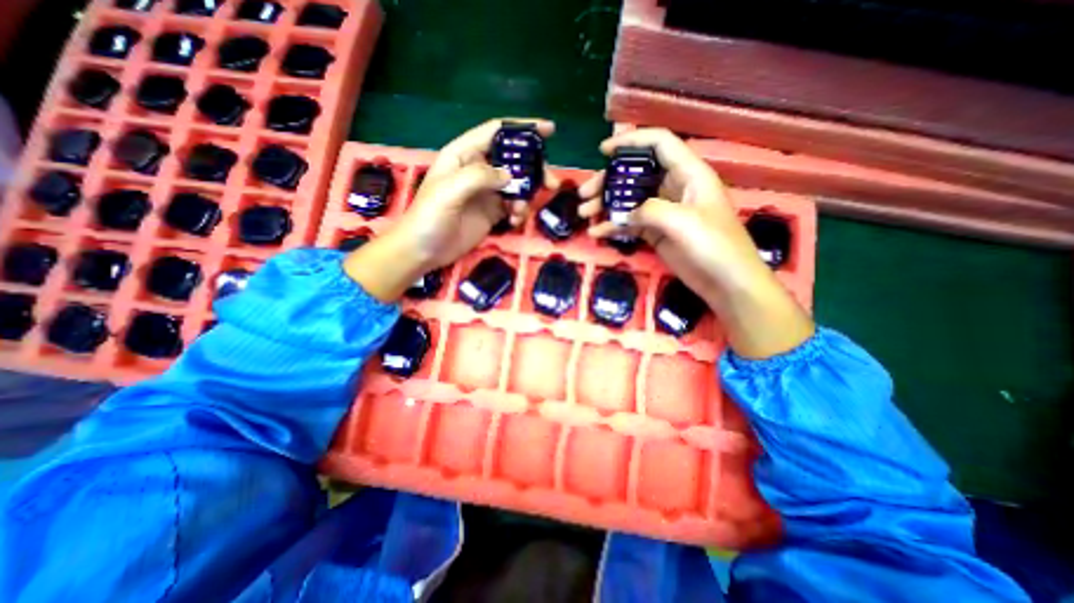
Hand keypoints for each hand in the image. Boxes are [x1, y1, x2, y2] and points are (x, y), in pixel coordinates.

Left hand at [346, 119, 562, 300]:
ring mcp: (486, 192)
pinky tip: (514, 222)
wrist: (424, 251)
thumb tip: (510, 175)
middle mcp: (478, 170)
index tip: (549, 130)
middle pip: (513, 160)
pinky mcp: (492, 212)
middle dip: (533, 169)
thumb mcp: (449, 191)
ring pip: (517, 185)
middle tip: (550, 183)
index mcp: (464, 154)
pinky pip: (513, 206)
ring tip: (522, 211)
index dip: (522, 129)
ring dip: (527, 196)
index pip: (496, 133)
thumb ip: (479, 177)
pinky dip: (519, 212)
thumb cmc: (429, 217)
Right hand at [579, 130, 815, 358]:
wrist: (726, 283)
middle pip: (636, 174)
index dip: (631, 142)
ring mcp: (664, 212)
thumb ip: (651, 210)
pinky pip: (630, 223)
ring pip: (629, 199)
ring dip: (606, 205)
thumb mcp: (683, 222)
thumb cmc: (715, 246)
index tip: (603, 152)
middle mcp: (674, 188)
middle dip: (608, 181)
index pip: (659, 144)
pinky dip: (613, 226)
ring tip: (585, 214)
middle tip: (585, 194)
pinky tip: (597, 233)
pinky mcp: (657, 232)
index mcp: (688, 174)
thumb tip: (626, 213)